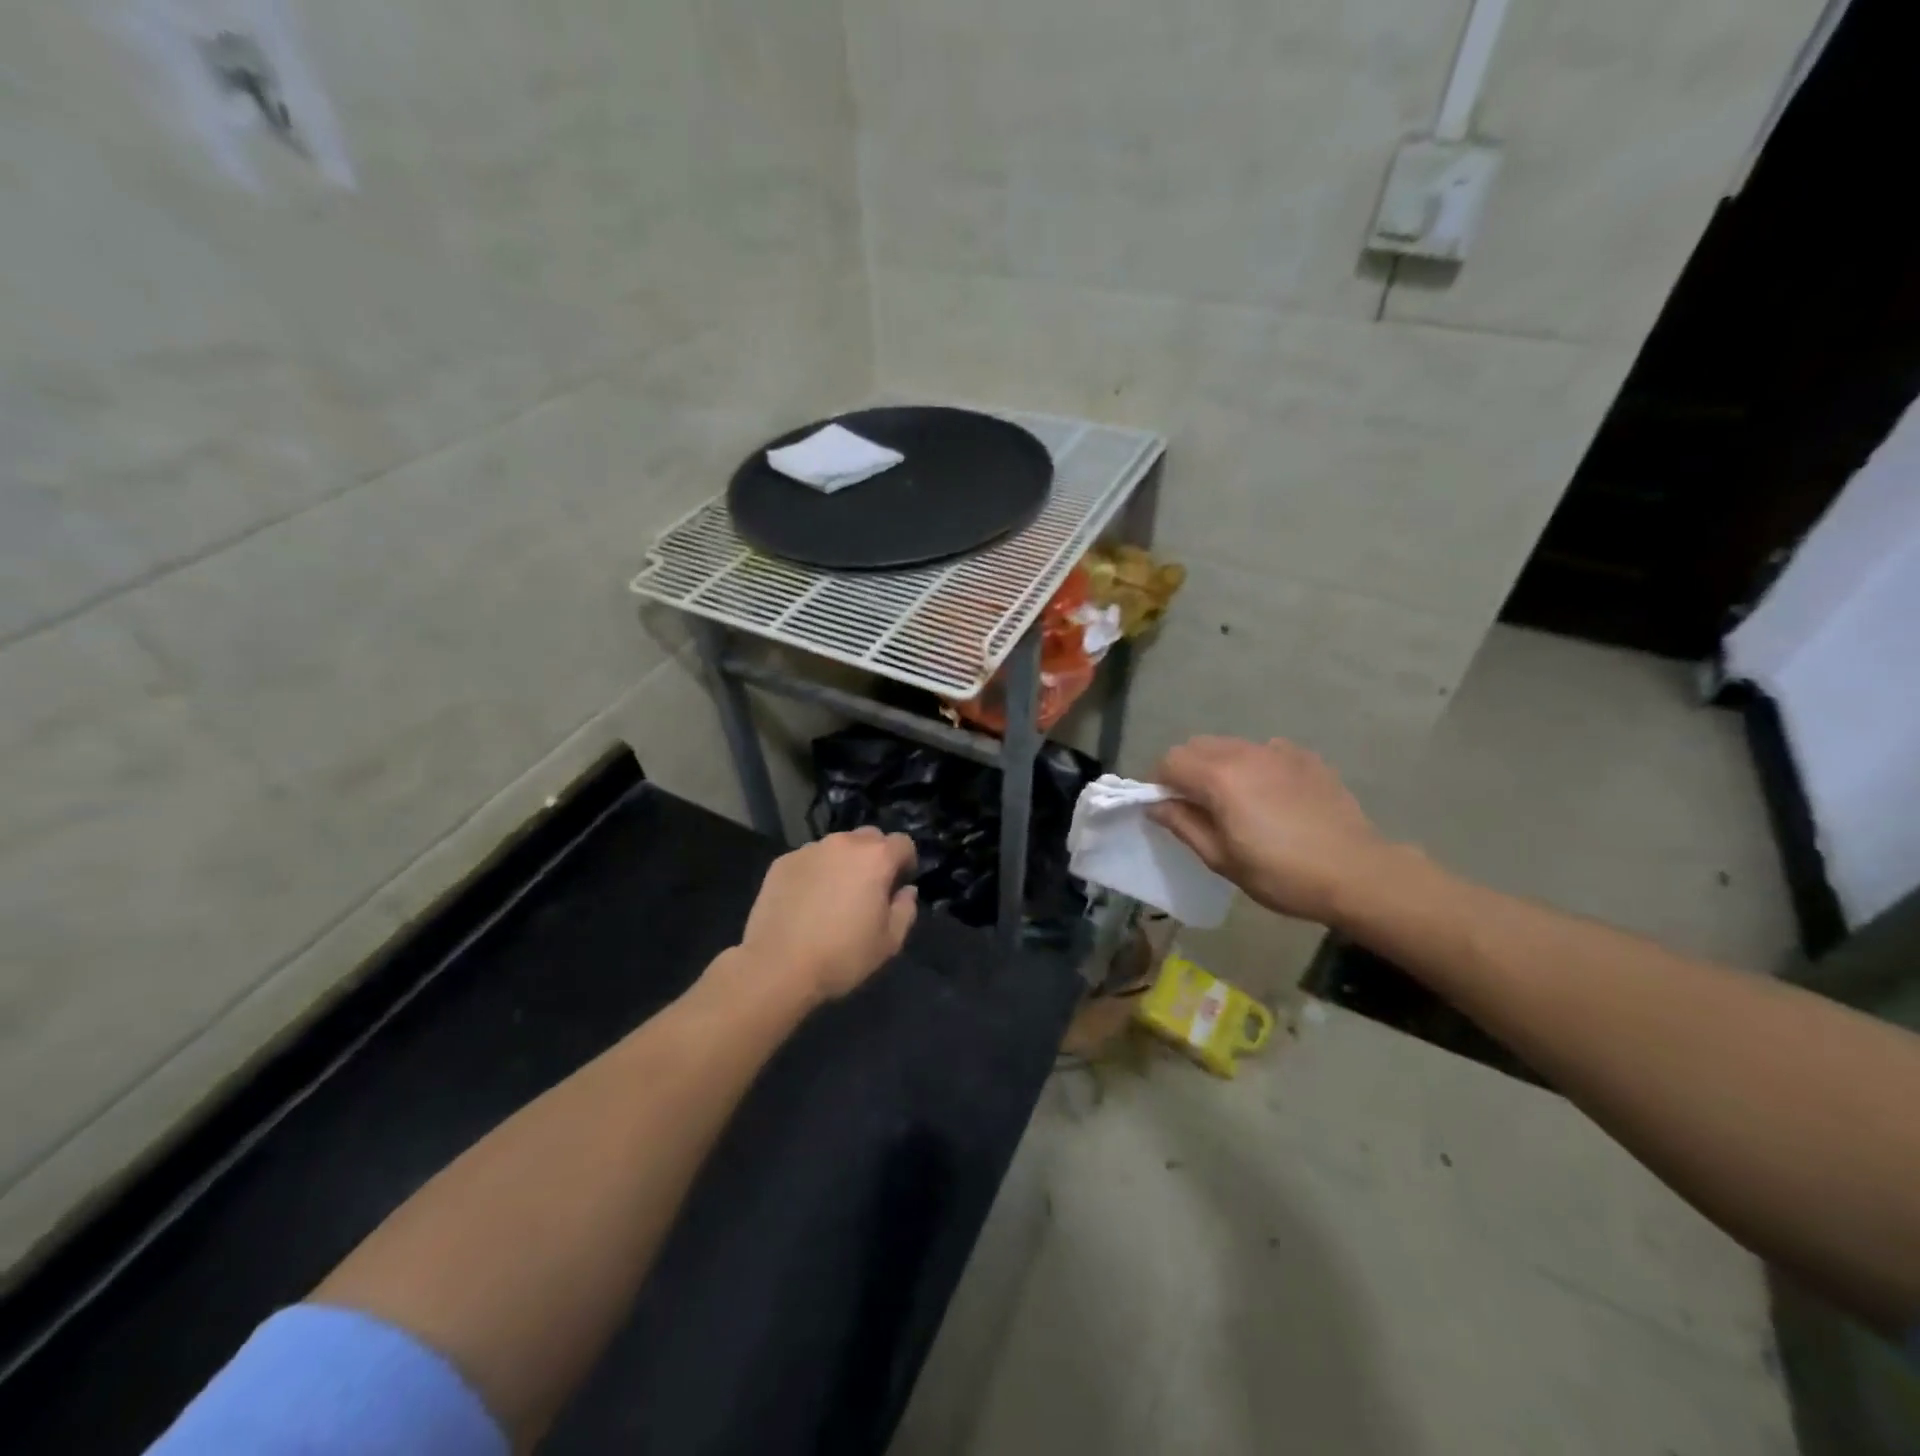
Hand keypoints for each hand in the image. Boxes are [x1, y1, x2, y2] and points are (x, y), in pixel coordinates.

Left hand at [737, 828, 918, 1002]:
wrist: (777, 966)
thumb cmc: (842, 955)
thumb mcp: (889, 942)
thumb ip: (905, 909)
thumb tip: (906, 891)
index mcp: (876, 858)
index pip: (903, 843)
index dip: (906, 863)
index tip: (898, 886)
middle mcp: (844, 843)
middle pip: (869, 838)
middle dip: (875, 857)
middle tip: (868, 889)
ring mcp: (810, 850)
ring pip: (837, 847)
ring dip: (843, 863)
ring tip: (833, 896)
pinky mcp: (782, 861)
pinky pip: (809, 860)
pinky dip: (815, 872)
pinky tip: (806, 902)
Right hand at [1148, 736, 1392, 925]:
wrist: (1357, 873)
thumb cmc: (1281, 873)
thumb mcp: (1221, 859)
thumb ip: (1183, 825)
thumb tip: (1156, 805)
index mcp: (1219, 777)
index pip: (1169, 761)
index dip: (1158, 782)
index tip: (1164, 808)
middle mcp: (1245, 753)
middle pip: (1196, 746)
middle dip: (1185, 770)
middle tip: (1194, 805)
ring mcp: (1278, 751)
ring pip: (1230, 745)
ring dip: (1217, 765)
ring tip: (1232, 800)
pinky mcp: (1305, 757)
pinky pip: (1264, 750)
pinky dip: (1252, 765)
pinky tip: (1268, 794)